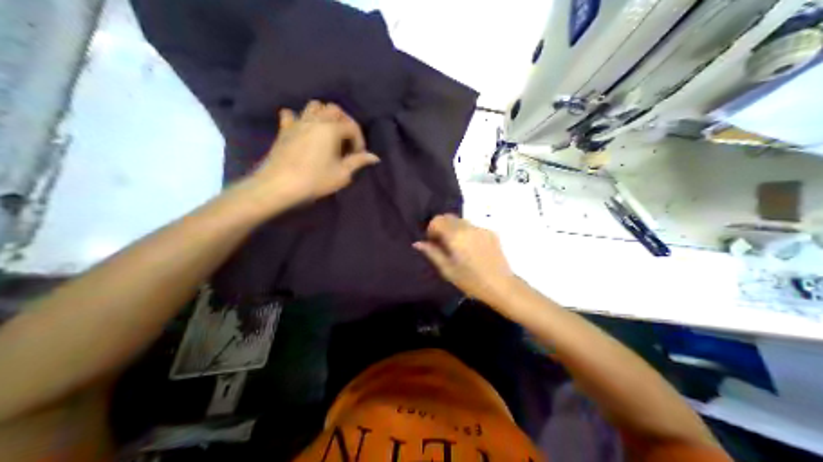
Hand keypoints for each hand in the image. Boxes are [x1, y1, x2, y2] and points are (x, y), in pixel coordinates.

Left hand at [247, 102, 379, 205]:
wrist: (279, 185)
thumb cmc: (315, 180)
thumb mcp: (342, 174)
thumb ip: (358, 162)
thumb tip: (374, 157)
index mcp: (332, 129)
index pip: (352, 127)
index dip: (359, 141)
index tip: (359, 156)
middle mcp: (316, 120)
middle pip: (334, 109)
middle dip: (344, 121)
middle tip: (346, 140)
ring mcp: (298, 122)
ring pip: (314, 106)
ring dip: (324, 114)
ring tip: (327, 131)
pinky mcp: (284, 130)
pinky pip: (291, 115)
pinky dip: (298, 118)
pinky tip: (301, 128)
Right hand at [415, 215, 516, 302]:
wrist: (501, 286)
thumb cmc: (471, 281)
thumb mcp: (447, 270)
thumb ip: (432, 253)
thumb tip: (418, 243)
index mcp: (456, 235)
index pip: (437, 220)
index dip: (431, 230)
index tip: (433, 243)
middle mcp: (469, 227)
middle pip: (449, 217)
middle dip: (442, 227)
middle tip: (443, 245)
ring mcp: (482, 228)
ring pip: (462, 221)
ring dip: (455, 230)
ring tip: (458, 248)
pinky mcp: (492, 233)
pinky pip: (474, 227)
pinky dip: (468, 234)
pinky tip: (472, 250)